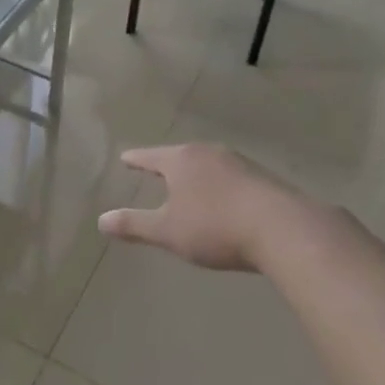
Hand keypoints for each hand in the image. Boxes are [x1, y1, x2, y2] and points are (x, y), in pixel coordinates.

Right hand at [100, 142, 346, 271]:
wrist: (283, 229)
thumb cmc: (215, 227)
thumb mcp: (168, 231)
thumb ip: (135, 225)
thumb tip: (101, 220)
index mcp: (181, 160)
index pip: (151, 156)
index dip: (136, 160)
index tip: (125, 158)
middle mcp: (209, 153)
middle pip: (181, 156)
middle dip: (168, 163)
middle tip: (156, 168)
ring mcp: (239, 163)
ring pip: (208, 164)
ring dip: (197, 174)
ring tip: (189, 184)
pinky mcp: (263, 178)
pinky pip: (231, 177)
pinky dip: (220, 185)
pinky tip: (224, 199)